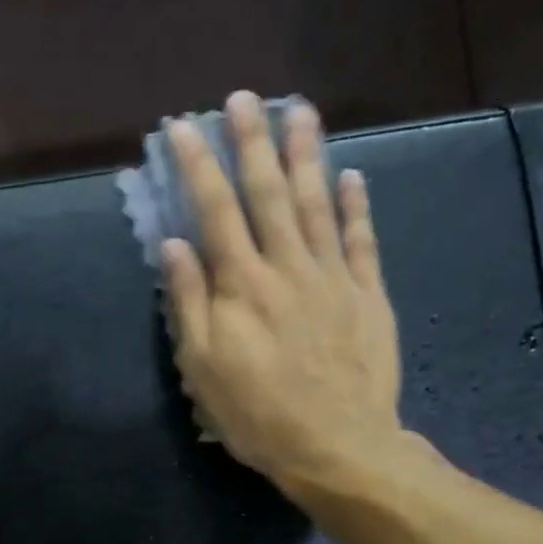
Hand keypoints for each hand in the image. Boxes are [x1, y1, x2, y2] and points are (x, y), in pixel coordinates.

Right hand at [161, 90, 425, 502]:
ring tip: (300, 111)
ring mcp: (333, 277)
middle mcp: (288, 267)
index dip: (197, 166)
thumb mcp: (203, 367)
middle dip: (252, 142)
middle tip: (244, 98)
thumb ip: (188, 303)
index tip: (181, 128)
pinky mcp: (368, 295)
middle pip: (269, 193)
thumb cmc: (257, 413)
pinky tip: (353, 175)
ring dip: (307, 154)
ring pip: (319, 203)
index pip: (214, 210)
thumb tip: (174, 245)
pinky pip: (362, 240)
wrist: (337, 446)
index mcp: (242, 285)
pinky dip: (357, 206)